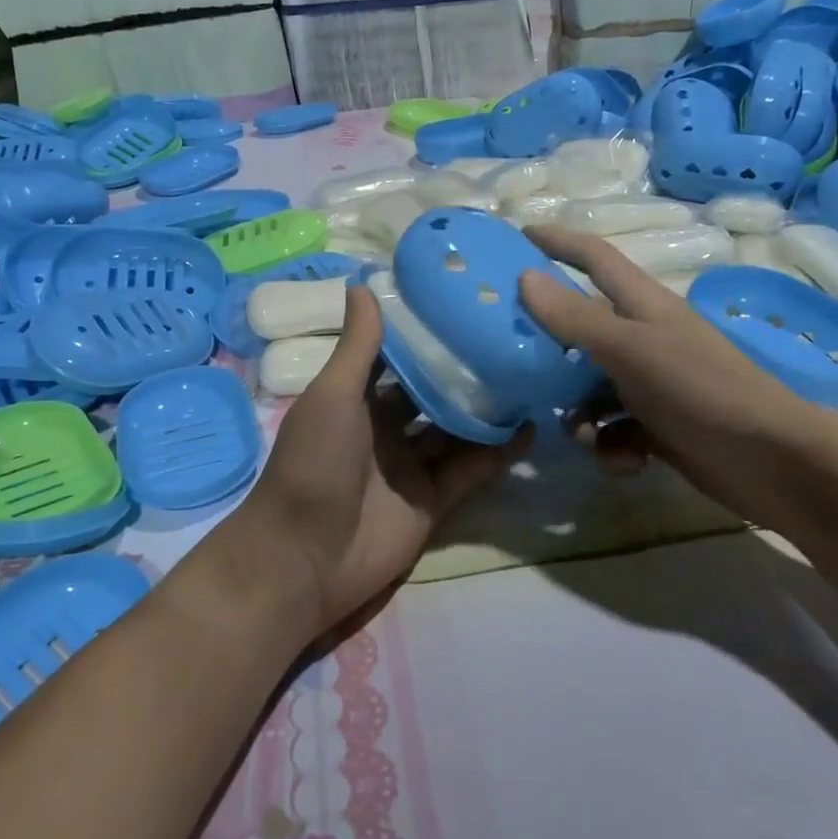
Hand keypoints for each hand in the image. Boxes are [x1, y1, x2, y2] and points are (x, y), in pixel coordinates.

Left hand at [240, 285, 530, 634]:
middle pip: (434, 392)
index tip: (464, 301)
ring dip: (488, 408)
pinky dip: (498, 452)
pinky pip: (471, 470)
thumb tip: (362, 282)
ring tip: (531, 375)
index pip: (398, 357)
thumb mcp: (332, 395)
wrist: (306, 557)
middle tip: (512, 336)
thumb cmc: (313, 463)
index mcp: (357, 399)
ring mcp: (412, 465)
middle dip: (466, 369)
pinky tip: (530, 428)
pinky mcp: (435, 500)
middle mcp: (387, 428)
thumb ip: (357, 346)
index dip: (426, 332)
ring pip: (458, 429)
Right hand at [516, 225, 832, 529]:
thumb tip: (524, 277)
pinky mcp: (657, 427)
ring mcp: (651, 384)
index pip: (595, 258)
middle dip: (551, 348)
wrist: (771, 462)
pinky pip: (613, 430)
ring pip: (590, 388)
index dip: (559, 241)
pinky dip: (612, 447)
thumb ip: (575, 317)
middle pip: (582, 330)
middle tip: (514, 359)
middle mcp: (644, 338)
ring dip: (579, 414)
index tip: (518, 234)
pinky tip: (626, 460)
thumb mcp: (630, 349)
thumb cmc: (701, 390)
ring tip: (583, 432)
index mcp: (642, 305)